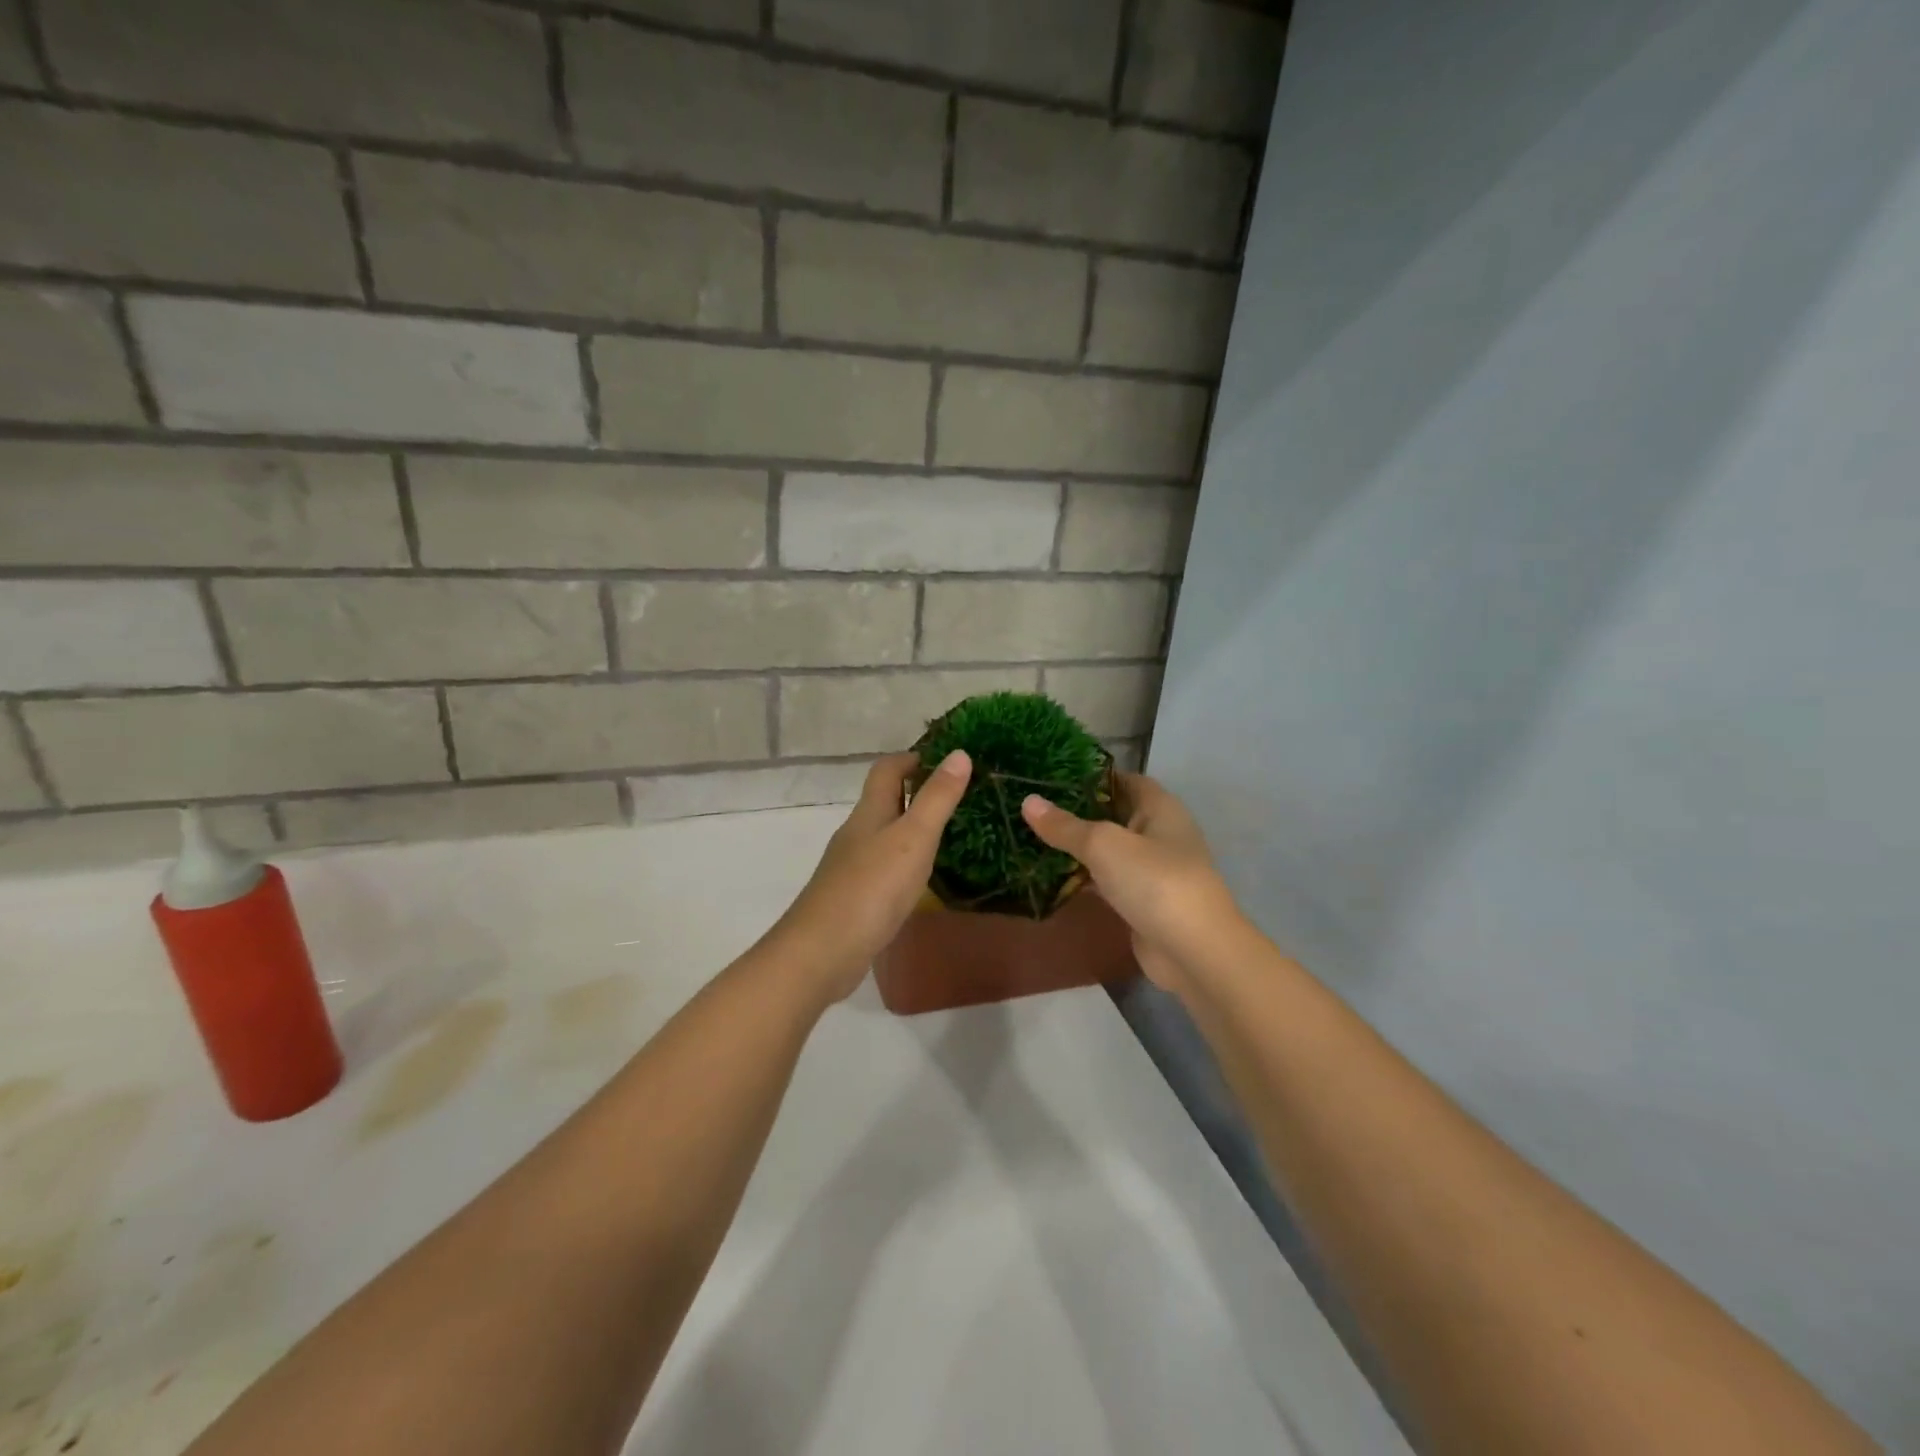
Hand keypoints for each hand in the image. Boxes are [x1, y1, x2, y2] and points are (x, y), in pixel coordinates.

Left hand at [773, 750, 972, 999]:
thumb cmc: (872, 887)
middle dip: (918, 793)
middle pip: (884, 800)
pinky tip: (922, 880)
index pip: (887, 769)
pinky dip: (905, 863)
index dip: (914, 758)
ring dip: (912, 829)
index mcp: (869, 812)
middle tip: (960, 799)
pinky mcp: (854, 898)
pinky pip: (883, 868)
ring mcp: (851, 867)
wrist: (822, 952)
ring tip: (951, 837)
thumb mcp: (913, 838)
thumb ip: (937, 798)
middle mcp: (856, 833)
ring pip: (884, 835)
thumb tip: (959, 753)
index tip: (949, 762)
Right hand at [1021, 773, 1239, 994]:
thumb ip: (1065, 826)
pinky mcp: (1143, 902)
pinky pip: (1108, 881)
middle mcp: (1160, 833)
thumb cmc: (1153, 881)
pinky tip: (1052, 877)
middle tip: (1034, 807)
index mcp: (1160, 808)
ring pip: (1109, 850)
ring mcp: (1153, 870)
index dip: (1091, 776)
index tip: (1051, 777)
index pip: (1123, 779)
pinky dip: (1084, 878)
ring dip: (1079, 847)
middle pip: (1114, 814)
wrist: (1193, 951)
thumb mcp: (1103, 845)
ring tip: (1033, 837)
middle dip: (1077, 812)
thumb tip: (1028, 801)